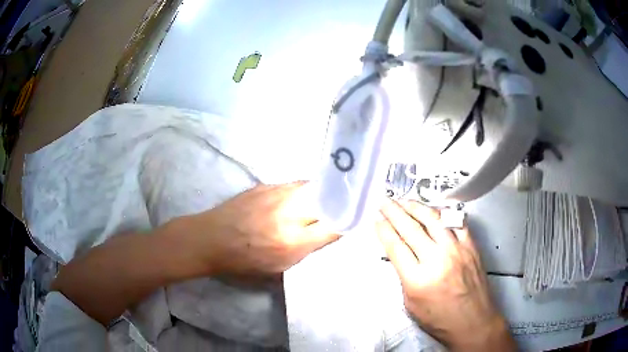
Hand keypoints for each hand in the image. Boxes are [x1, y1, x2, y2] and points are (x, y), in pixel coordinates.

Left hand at [185, 182, 339, 275]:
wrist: (211, 239)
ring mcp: (275, 194)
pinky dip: (299, 191)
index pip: (334, 225)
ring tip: (318, 201)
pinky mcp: (263, 185)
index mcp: (293, 241)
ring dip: (319, 193)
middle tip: (340, 205)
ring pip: (310, 186)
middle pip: (326, 197)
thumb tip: (330, 229)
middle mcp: (288, 213)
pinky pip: (292, 185)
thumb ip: (308, 248)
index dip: (348, 219)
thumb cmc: (244, 261)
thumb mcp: (280, 266)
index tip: (355, 216)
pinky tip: (293, 200)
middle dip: (337, 200)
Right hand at [377, 200, 514, 350]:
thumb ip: (404, 277)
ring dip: (416, 207)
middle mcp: (437, 260)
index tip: (377, 220)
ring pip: (434, 220)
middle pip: (411, 229)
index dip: (384, 230)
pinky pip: (456, 223)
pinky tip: (434, 211)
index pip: (396, 247)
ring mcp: (457, 250)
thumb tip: (400, 255)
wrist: (473, 323)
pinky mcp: (471, 247)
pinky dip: (443, 214)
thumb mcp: (411, 305)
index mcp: (418, 280)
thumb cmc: (440, 321)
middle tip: (385, 202)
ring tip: (404, 200)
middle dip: (394, 212)